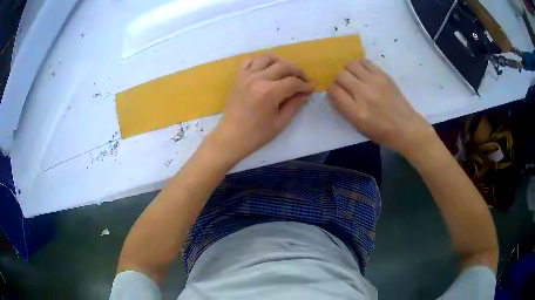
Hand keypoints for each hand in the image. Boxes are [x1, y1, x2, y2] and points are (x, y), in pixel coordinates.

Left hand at [208, 54, 314, 163]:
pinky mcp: (238, 78)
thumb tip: (305, 93)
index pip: (293, 82)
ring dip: (280, 62)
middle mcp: (258, 79)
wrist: (231, 137)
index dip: (305, 85)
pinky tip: (265, 71)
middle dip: (298, 71)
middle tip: (303, 80)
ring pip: (267, 58)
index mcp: (269, 92)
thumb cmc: (256, 134)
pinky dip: (260, 62)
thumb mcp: (280, 122)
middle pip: (283, 66)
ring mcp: (246, 76)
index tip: (311, 89)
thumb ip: (294, 105)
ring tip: (286, 72)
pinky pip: (249, 61)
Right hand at [327, 59, 434, 157]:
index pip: (334, 90)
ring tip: (353, 77)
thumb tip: (333, 94)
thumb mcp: (358, 127)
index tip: (335, 92)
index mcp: (356, 111)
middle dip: (338, 79)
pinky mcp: (383, 75)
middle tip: (344, 84)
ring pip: (350, 65)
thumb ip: (343, 109)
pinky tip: (363, 73)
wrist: (405, 127)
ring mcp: (374, 82)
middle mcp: (363, 93)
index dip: (331, 90)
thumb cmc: (381, 132)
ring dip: (348, 70)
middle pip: (340, 75)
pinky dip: (359, 65)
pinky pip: (364, 62)